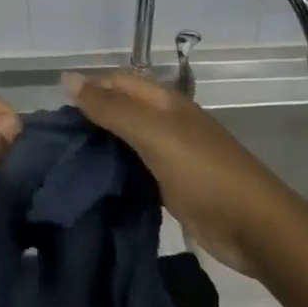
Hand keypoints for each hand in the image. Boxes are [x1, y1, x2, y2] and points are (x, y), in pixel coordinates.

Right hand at [63, 69, 276, 274]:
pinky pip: (134, 170)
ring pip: (124, 142)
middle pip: (119, 111)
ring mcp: (169, 155)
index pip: (116, 82)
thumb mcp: (152, 133)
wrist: (255, 228)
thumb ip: (109, 107)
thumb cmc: (202, 171)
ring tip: (63, 163)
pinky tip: (92, 184)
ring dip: (99, 148)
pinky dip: (114, 173)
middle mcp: (164, 122)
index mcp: (162, 101)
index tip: (53, 114)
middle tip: (52, 143)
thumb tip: (66, 78)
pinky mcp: (171, 186)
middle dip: (88, 120)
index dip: (87, 89)